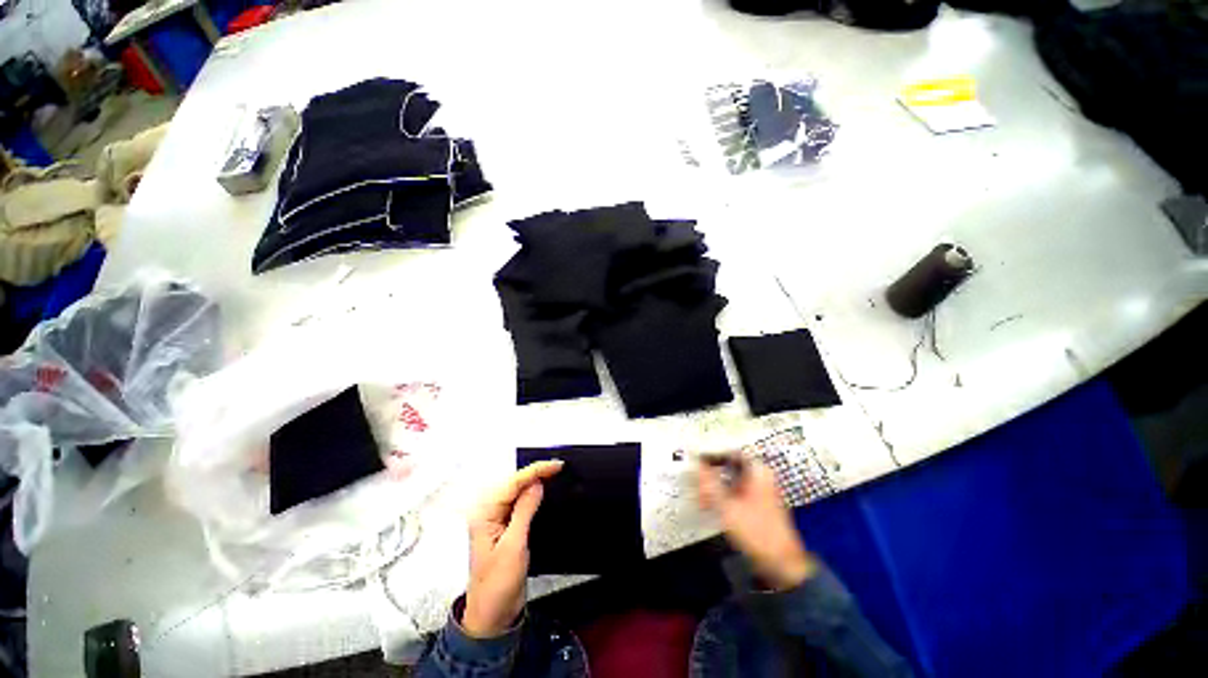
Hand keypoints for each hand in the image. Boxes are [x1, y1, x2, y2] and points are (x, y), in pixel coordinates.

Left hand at [463, 460, 562, 636]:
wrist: (493, 615)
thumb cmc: (497, 584)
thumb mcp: (514, 545)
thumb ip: (524, 510)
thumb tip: (536, 484)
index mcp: (485, 514)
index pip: (512, 483)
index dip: (535, 471)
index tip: (555, 466)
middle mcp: (488, 513)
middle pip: (513, 483)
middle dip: (535, 472)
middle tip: (557, 467)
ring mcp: (496, 520)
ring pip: (517, 491)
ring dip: (534, 481)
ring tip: (553, 473)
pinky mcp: (505, 527)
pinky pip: (519, 503)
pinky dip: (532, 494)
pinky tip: (542, 490)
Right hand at [698, 457, 819, 589]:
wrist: (781, 563)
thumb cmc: (756, 531)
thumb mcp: (727, 506)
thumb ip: (709, 484)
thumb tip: (696, 465)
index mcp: (758, 471)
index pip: (729, 452)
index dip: (711, 455)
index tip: (696, 462)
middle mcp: (761, 476)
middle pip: (729, 467)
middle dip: (711, 476)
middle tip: (698, 486)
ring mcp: (760, 490)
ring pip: (731, 480)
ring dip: (715, 487)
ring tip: (702, 499)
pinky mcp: (758, 503)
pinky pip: (736, 491)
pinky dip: (723, 496)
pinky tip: (712, 506)